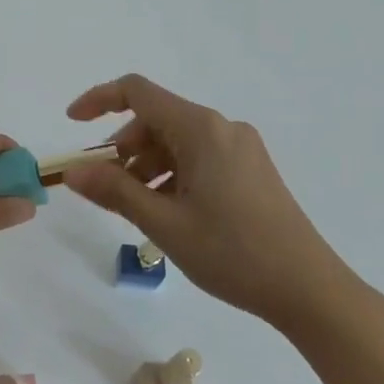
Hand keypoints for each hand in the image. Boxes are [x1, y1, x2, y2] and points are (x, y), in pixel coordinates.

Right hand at [62, 75, 354, 331]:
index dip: (98, 100)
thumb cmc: (233, 253)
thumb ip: (114, 191)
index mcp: (200, 128)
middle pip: (156, 120)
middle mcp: (221, 127)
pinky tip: (168, 211)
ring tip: (137, 209)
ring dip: (147, 166)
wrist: (311, 291)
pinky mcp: (251, 169)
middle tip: (105, 188)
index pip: (137, 92)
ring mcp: (240, 148)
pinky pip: (198, 157)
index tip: (72, 123)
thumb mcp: (164, 223)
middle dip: (123, 148)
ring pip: (176, 141)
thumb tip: (72, 172)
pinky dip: (172, 174)